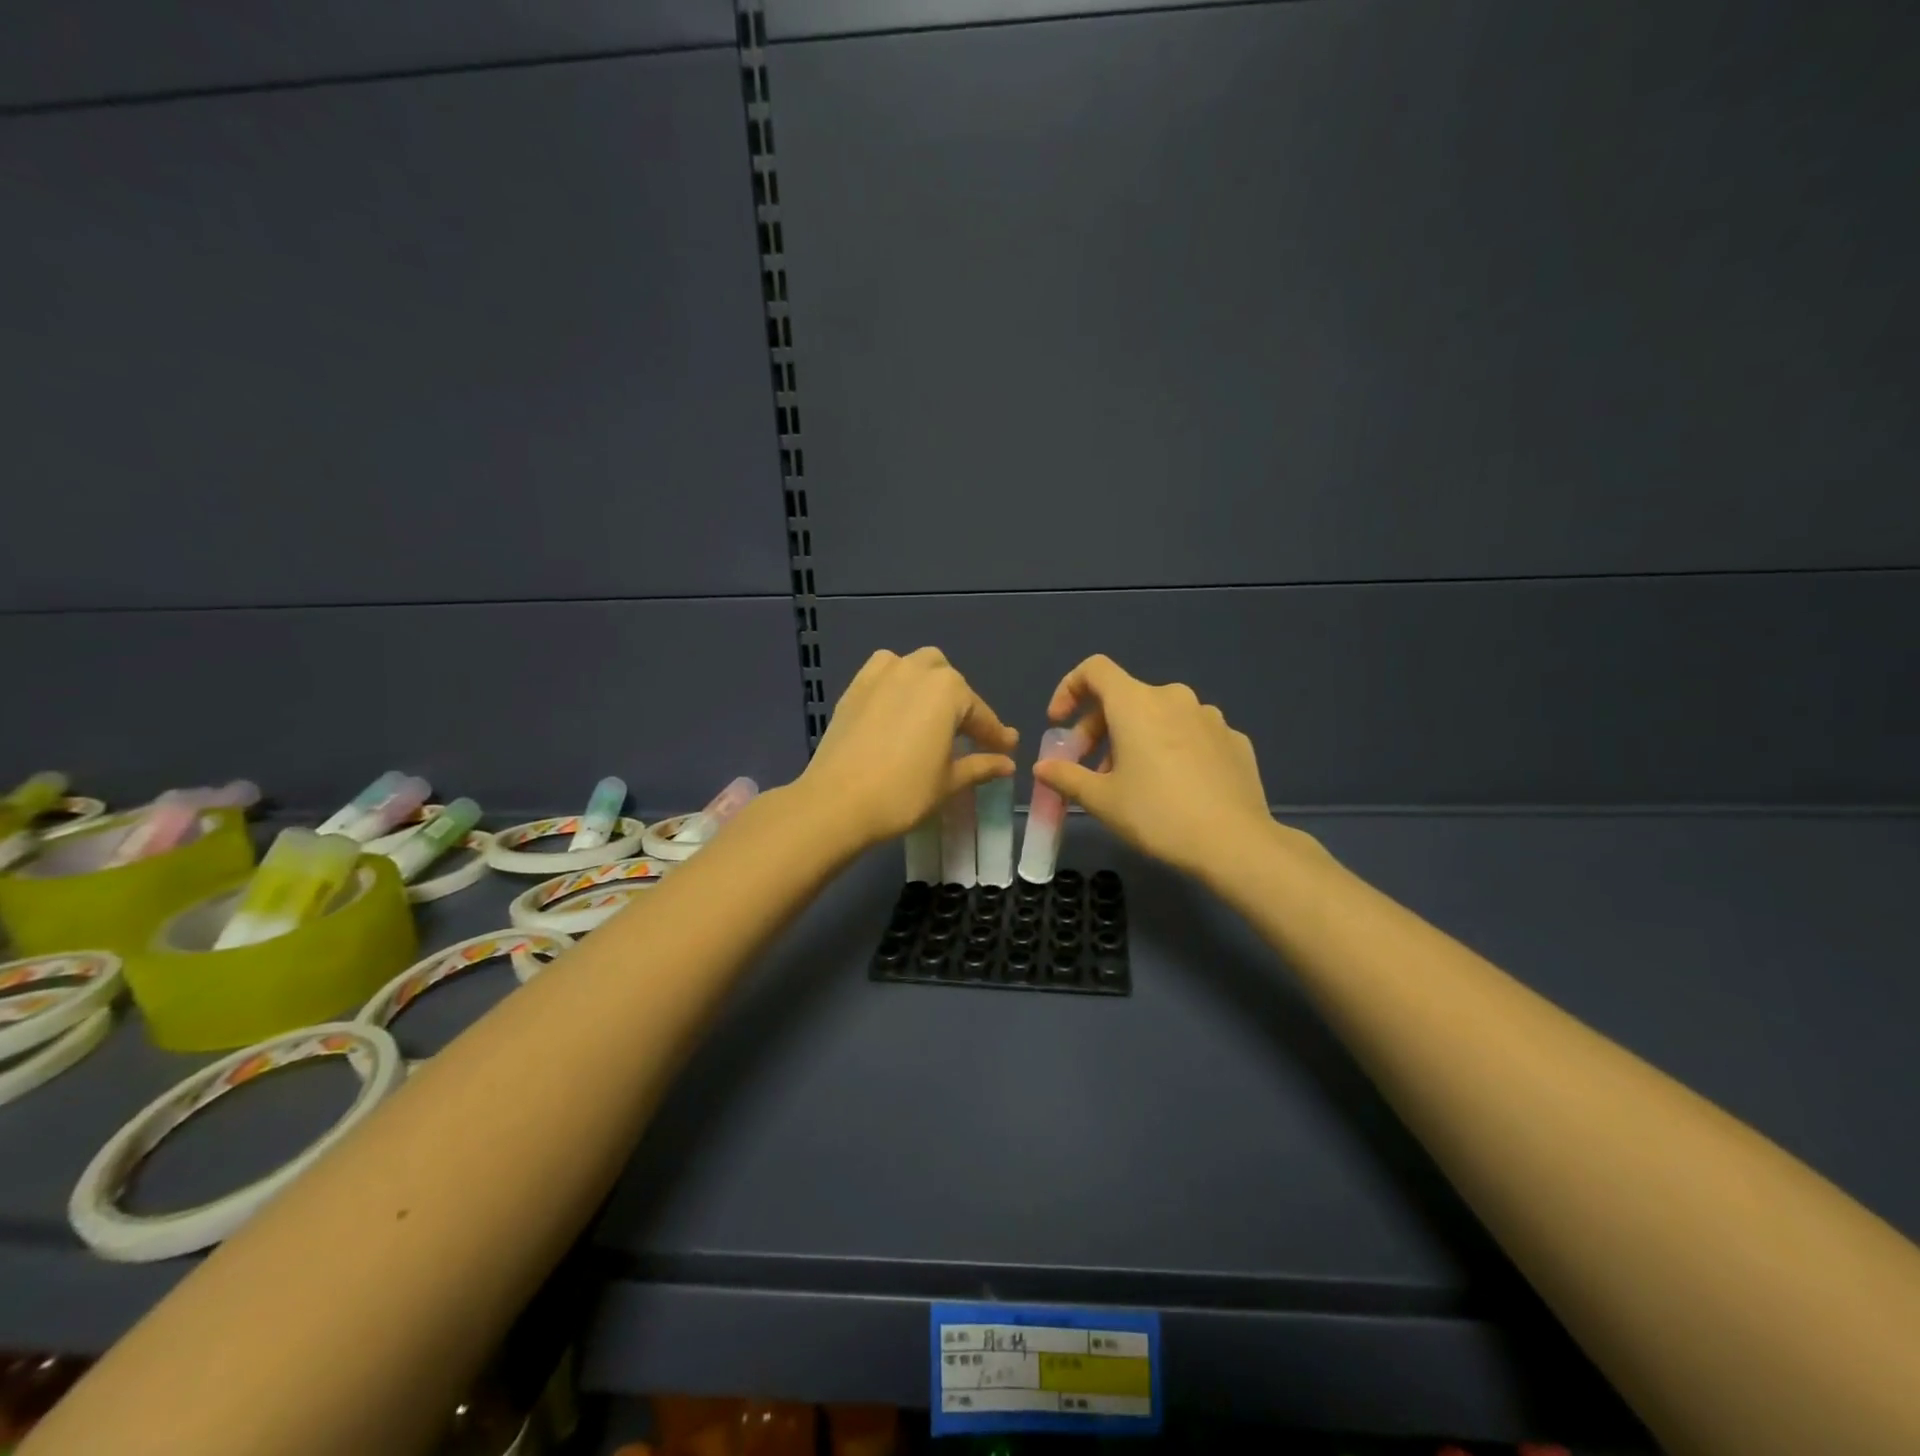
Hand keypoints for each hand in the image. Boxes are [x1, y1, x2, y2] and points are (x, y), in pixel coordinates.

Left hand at [796, 647, 1017, 851]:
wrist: (837, 802)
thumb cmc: (903, 793)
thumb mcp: (949, 782)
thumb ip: (981, 765)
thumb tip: (1007, 763)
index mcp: (948, 690)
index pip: (980, 713)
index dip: (995, 735)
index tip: (1007, 749)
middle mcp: (917, 670)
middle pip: (949, 682)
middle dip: (961, 705)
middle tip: (967, 737)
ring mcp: (882, 674)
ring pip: (916, 667)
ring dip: (929, 685)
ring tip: (931, 716)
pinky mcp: (855, 687)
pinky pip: (884, 673)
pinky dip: (897, 682)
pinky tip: (897, 707)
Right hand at [1034, 654, 1272, 880]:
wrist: (1234, 843)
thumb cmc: (1157, 815)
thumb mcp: (1101, 800)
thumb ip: (1066, 776)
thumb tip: (1042, 767)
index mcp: (1136, 703)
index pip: (1094, 670)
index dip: (1069, 689)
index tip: (1059, 723)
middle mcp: (1174, 698)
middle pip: (1124, 698)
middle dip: (1098, 729)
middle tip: (1089, 770)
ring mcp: (1210, 717)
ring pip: (1159, 717)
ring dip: (1135, 740)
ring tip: (1131, 783)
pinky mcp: (1234, 740)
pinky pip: (1190, 735)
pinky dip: (1171, 750)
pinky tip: (1174, 788)